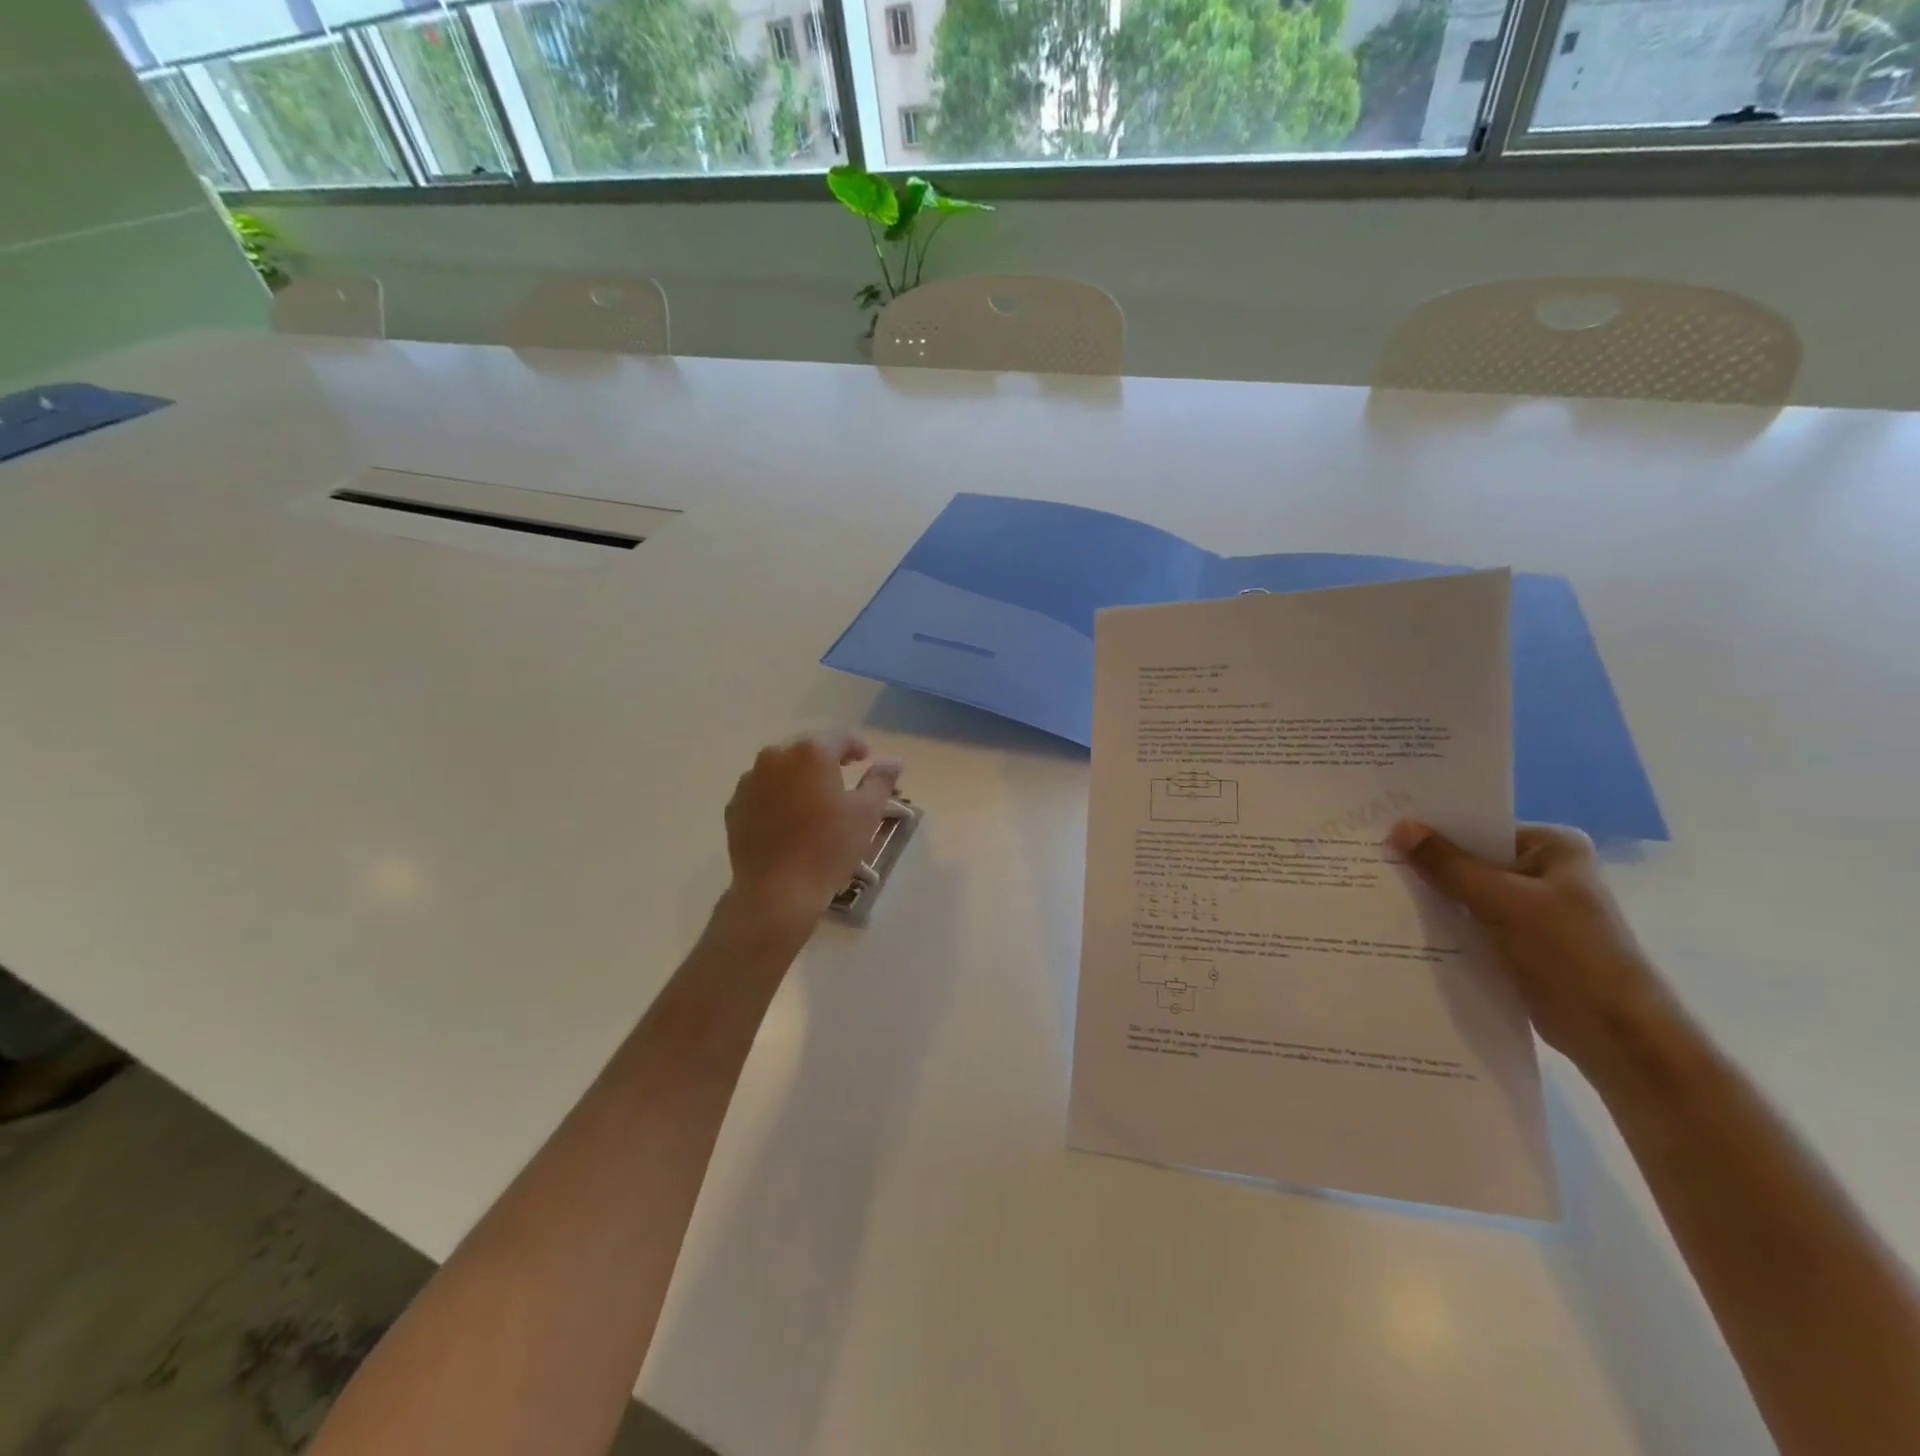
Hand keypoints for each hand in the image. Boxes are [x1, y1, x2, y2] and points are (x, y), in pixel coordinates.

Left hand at [720, 731, 902, 935]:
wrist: (777, 891)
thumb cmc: (829, 847)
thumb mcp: (867, 813)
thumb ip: (880, 780)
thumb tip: (893, 761)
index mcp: (811, 752)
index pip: (841, 737)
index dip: (857, 747)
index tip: (865, 761)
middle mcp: (776, 756)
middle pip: (808, 750)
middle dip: (826, 761)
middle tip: (842, 781)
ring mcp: (750, 780)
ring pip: (782, 769)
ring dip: (799, 778)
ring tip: (813, 803)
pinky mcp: (735, 805)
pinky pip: (763, 791)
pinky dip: (778, 797)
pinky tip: (789, 820)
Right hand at [1388, 821, 1677, 1075]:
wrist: (1614, 1035)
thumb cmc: (1569, 953)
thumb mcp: (1502, 901)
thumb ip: (1448, 865)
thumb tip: (1399, 828)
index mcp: (1552, 848)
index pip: (1481, 827)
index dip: (1434, 828)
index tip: (1385, 827)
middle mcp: (1543, 872)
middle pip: (1471, 859)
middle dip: (1428, 863)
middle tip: (1371, 854)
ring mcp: (1531, 909)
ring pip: (1467, 892)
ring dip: (1432, 894)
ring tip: (1376, 885)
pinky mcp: (1517, 942)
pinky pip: (1470, 921)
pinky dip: (1443, 921)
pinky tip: (1401, 920)